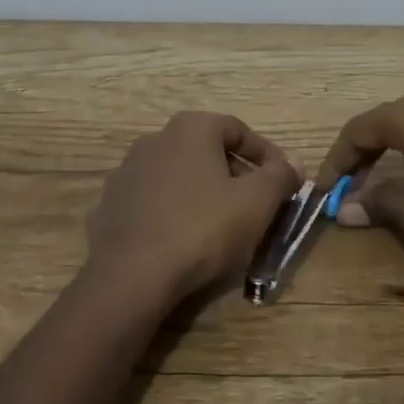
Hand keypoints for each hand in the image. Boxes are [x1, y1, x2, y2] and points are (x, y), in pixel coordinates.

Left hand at [85, 111, 300, 307]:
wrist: (132, 275)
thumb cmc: (203, 228)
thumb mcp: (256, 202)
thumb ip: (280, 176)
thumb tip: (294, 163)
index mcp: (190, 128)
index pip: (238, 129)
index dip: (266, 154)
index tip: (283, 180)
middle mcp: (154, 139)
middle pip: (206, 152)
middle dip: (235, 175)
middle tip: (256, 206)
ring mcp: (127, 172)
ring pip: (178, 177)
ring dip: (202, 194)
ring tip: (222, 227)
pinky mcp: (109, 206)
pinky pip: (153, 203)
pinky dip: (173, 213)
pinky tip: (184, 241)